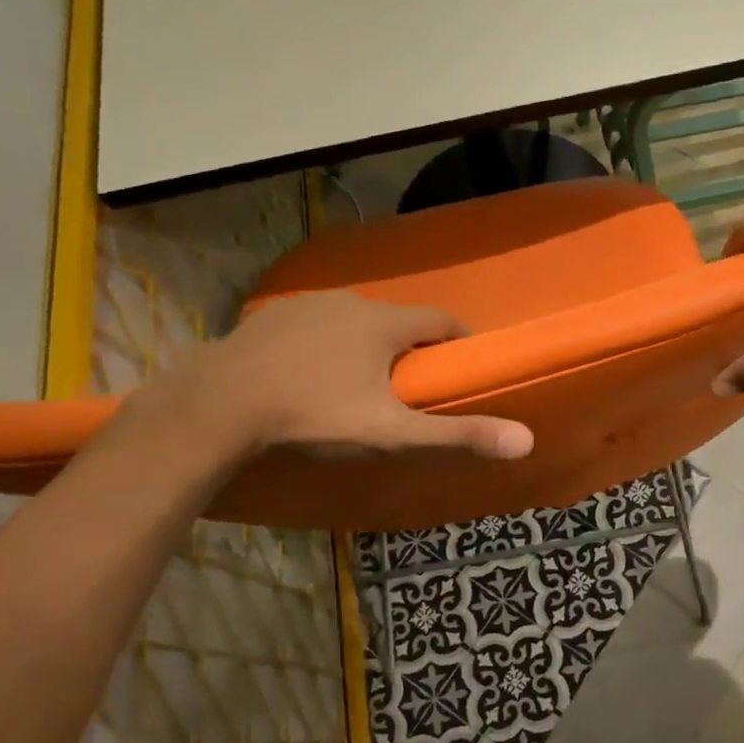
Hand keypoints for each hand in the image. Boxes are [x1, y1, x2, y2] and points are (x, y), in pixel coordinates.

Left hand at [135, 291, 534, 462]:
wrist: (217, 407)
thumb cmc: (315, 416)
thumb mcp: (392, 432)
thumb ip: (457, 435)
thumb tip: (526, 440)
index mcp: (384, 323)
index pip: (440, 320)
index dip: (457, 341)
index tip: (460, 366)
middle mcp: (349, 302)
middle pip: (396, 321)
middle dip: (410, 348)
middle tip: (410, 388)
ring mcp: (304, 306)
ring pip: (354, 322)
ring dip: (367, 345)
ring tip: (361, 384)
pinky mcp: (269, 319)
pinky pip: (315, 327)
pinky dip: (326, 345)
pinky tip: (311, 376)